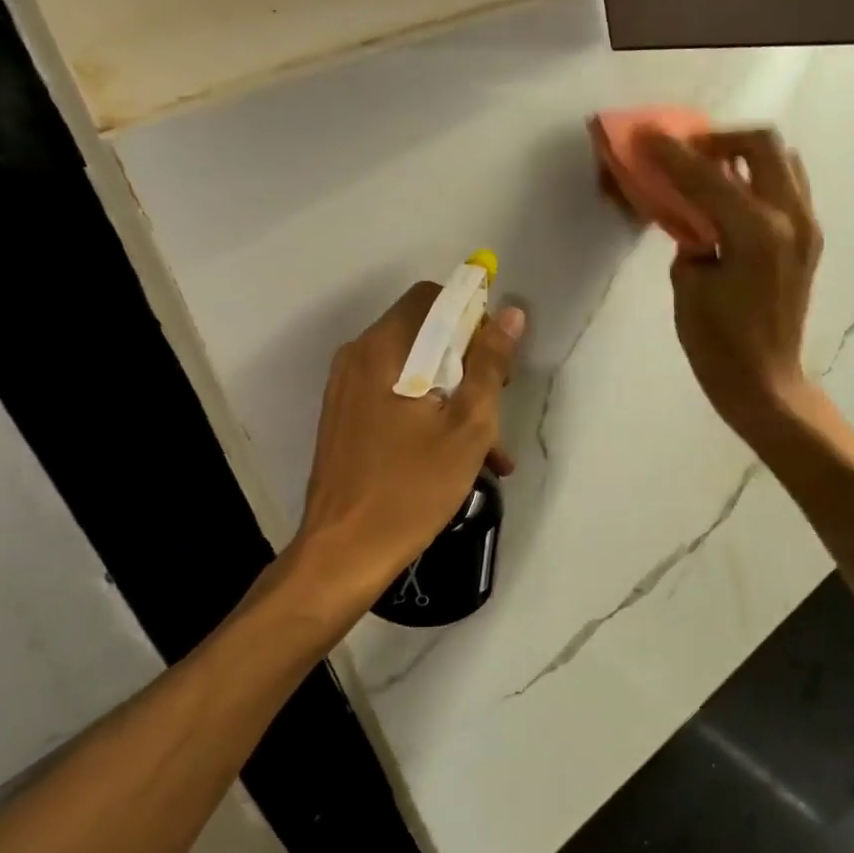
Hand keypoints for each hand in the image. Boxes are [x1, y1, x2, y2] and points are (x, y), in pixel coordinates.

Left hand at [293, 282, 525, 606]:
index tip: (496, 359)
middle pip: (424, 335)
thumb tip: (510, 313)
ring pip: (414, 372)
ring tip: (491, 448)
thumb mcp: (467, 426)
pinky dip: (428, 416)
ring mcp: (347, 391)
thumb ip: (490, 364)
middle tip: (497, 405)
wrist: (343, 553)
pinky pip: (395, 399)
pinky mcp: (346, 420)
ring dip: (455, 397)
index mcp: (383, 349)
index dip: (471, 317)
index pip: (432, 298)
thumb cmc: (410, 487)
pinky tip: (460, 459)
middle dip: (468, 364)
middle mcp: (358, 358)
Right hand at [645, 128, 821, 435]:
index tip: (647, 135)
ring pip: (783, 161)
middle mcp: (791, 218)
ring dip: (745, 156)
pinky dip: (760, 179)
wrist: (765, 382)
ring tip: (712, 173)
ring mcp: (807, 227)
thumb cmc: (719, 344)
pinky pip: (788, 187)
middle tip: (688, 154)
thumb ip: (691, 238)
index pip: (708, 176)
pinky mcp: (809, 240)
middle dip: (720, 140)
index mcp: (756, 232)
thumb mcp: (689, 287)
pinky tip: (733, 200)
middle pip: (763, 145)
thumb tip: (692, 214)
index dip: (672, 153)